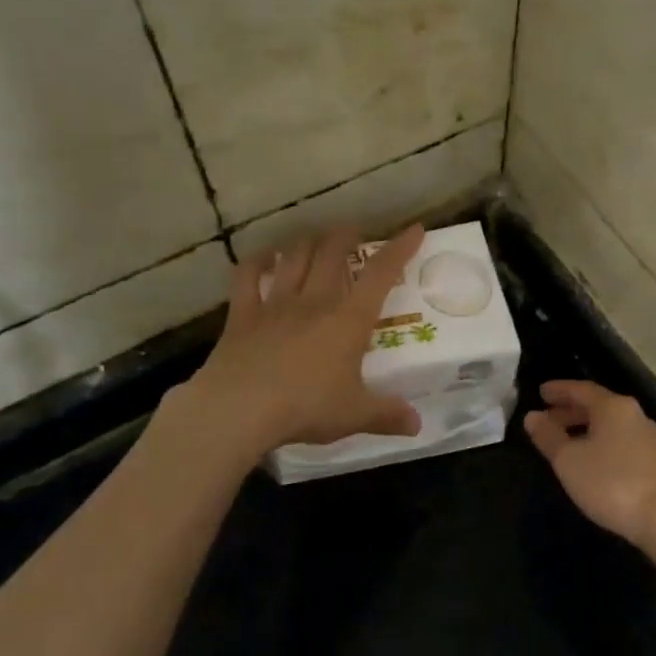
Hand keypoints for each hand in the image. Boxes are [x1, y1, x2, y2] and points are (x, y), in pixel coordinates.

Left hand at [186, 225, 425, 454]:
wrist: (239, 410)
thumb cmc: (306, 407)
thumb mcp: (355, 415)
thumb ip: (387, 415)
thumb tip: (417, 425)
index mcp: (348, 320)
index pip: (381, 274)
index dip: (400, 249)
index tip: (414, 229)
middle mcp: (314, 301)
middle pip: (331, 254)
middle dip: (346, 236)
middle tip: (353, 232)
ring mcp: (276, 304)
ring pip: (294, 258)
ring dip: (306, 243)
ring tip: (314, 238)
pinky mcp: (242, 315)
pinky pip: (248, 277)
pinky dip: (257, 262)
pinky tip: (263, 257)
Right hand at [522, 380, 655, 555]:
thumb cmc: (612, 483)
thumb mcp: (569, 461)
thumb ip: (548, 437)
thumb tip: (532, 416)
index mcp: (613, 407)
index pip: (581, 389)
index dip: (559, 390)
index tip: (541, 392)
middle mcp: (634, 415)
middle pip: (598, 406)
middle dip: (571, 410)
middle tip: (548, 418)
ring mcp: (650, 439)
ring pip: (611, 425)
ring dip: (586, 429)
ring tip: (565, 442)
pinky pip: (621, 442)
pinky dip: (601, 444)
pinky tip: (592, 463)